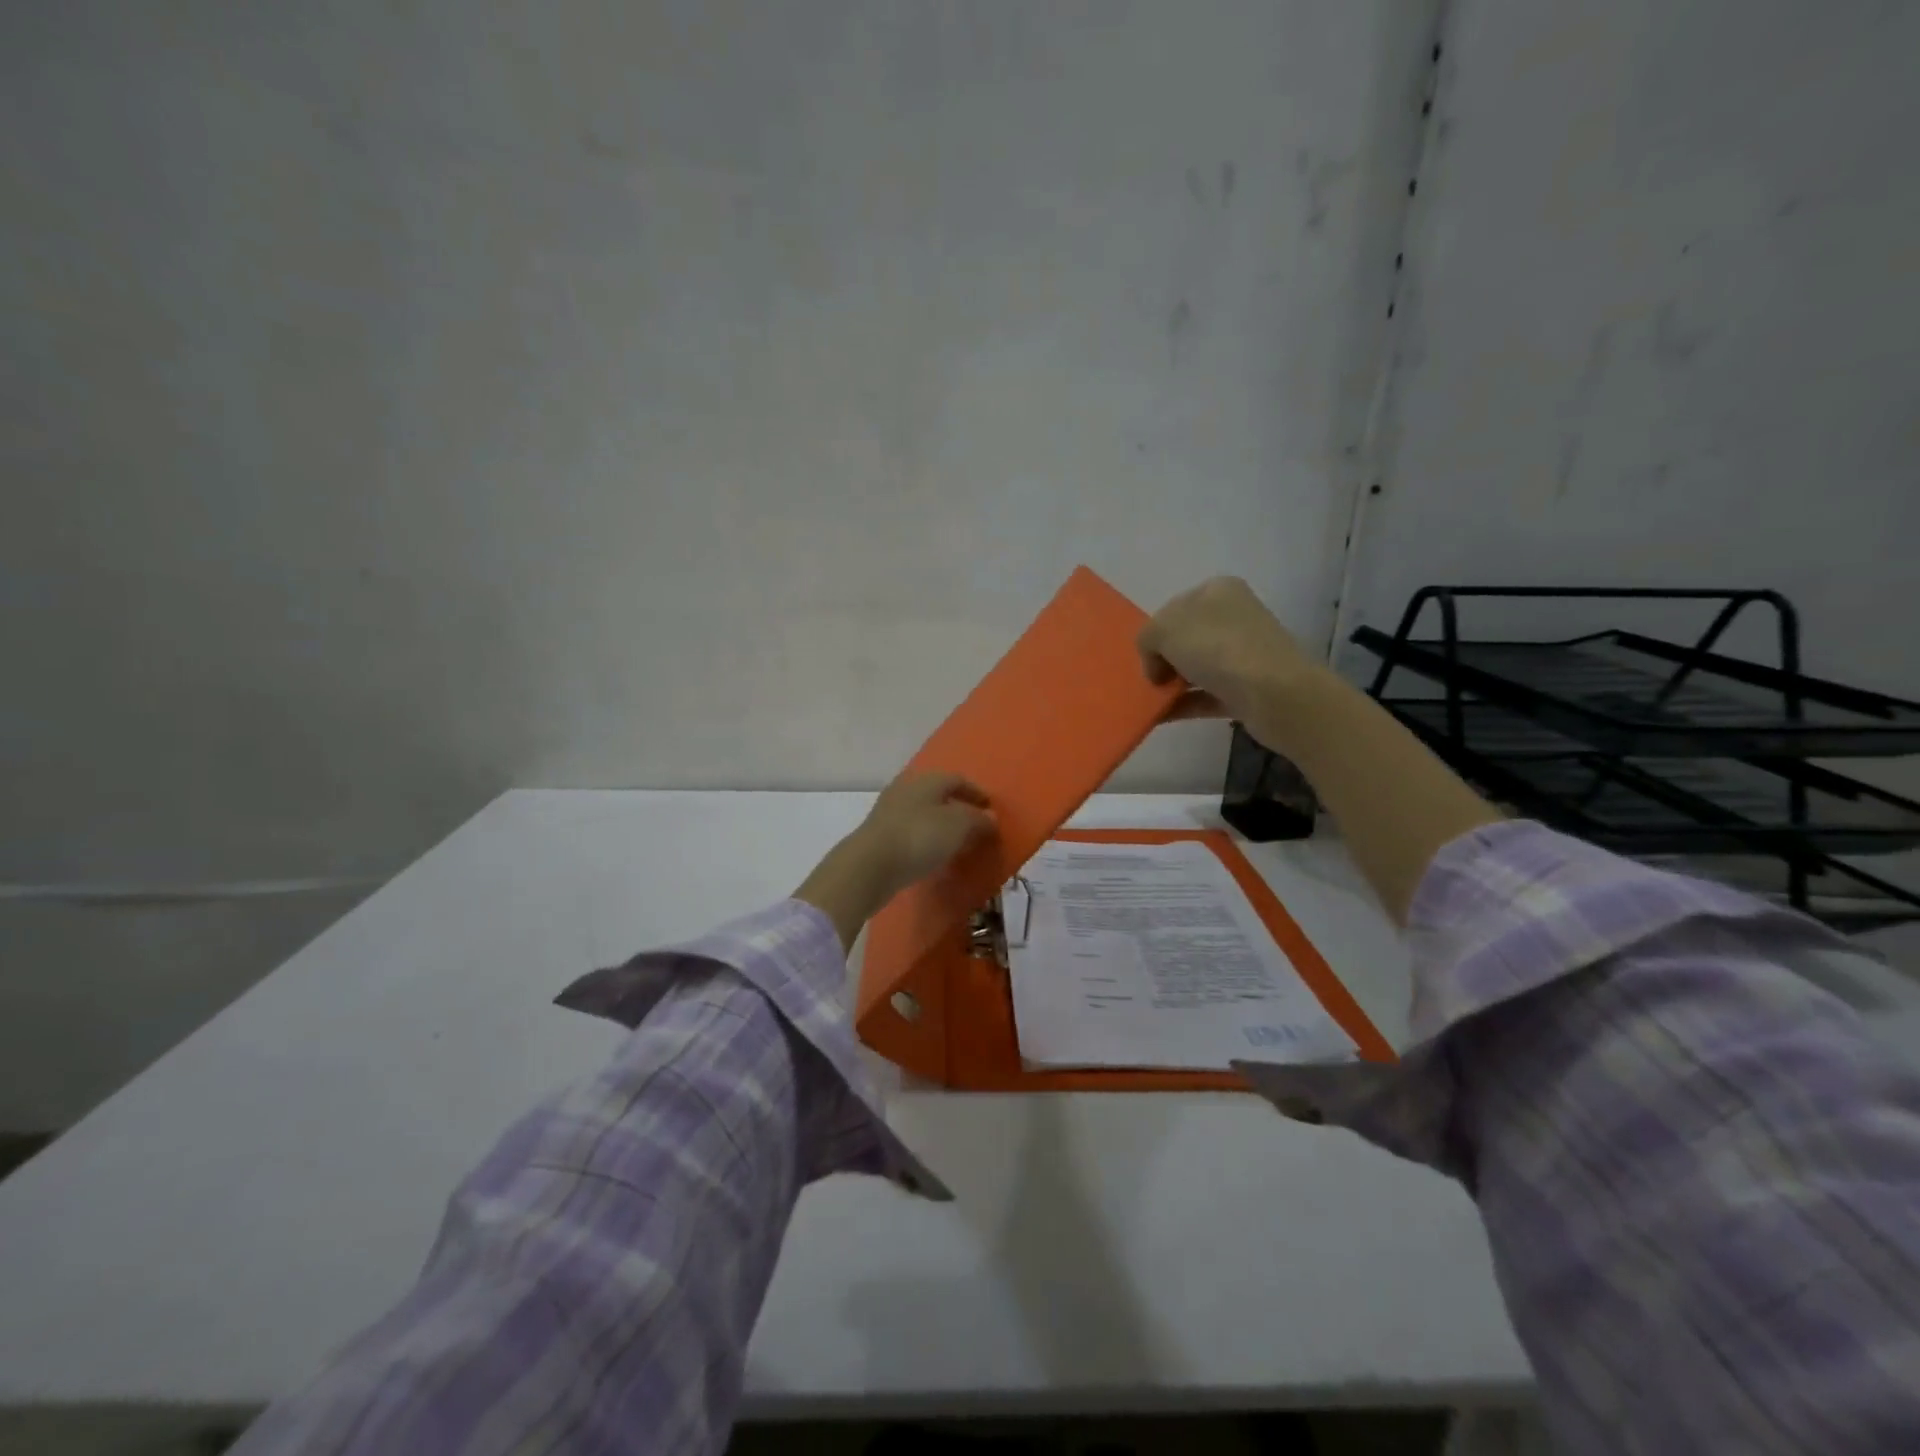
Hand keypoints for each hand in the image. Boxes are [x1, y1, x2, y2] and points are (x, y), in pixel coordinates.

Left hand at [794, 771, 996, 949]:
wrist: (870, 866)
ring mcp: (889, 813)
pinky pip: (911, 834)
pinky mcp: (880, 836)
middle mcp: (906, 789)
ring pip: (924, 815)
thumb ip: (978, 819)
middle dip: (959, 810)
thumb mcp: (958, 825)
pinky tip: (934, 858)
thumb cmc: (919, 837)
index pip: (957, 779)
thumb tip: (989, 817)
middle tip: (976, 828)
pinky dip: (927, 841)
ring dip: (942, 827)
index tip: (991, 808)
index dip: (977, 792)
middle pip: (938, 796)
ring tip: (958, 845)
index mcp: (926, 779)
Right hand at [1138, 577, 1319, 725]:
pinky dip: (1184, 705)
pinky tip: (1161, 717)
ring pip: (1196, 667)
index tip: (1147, 656)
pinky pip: (1207, 695)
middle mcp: (1234, 616)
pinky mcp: (1249, 687)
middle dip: (1163, 659)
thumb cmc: (1217, 648)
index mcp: (1218, 591)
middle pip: (1186, 638)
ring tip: (1151, 702)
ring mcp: (1245, 653)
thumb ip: (1147, 638)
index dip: (1155, 632)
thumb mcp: (1163, 630)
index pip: (1174, 608)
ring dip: (1172, 684)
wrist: (1274, 693)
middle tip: (1150, 679)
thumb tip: (1156, 664)